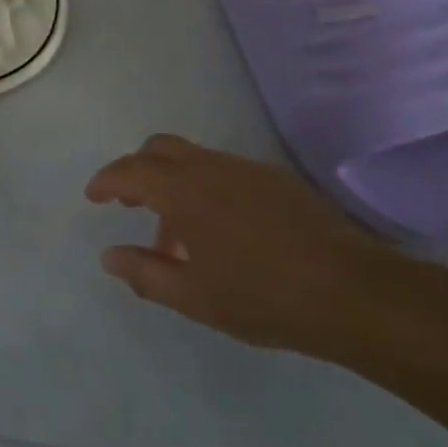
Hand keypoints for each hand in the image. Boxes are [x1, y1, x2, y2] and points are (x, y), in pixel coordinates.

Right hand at [85, 135, 407, 357]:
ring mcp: (246, 169)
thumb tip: (109, 256)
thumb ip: (145, 273)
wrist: (354, 293)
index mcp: (183, 190)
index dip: (106, 181)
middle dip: (137, 169)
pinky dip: (205, 187)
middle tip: (130, 203)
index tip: (93, 196)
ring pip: (193, 159)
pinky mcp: (276, 180)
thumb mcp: (194, 297)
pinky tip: (222, 231)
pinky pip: (223, 171)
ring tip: (180, 235)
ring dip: (173, 182)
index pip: (130, 171)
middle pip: (159, 148)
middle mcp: (210, 167)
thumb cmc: (263, 297)